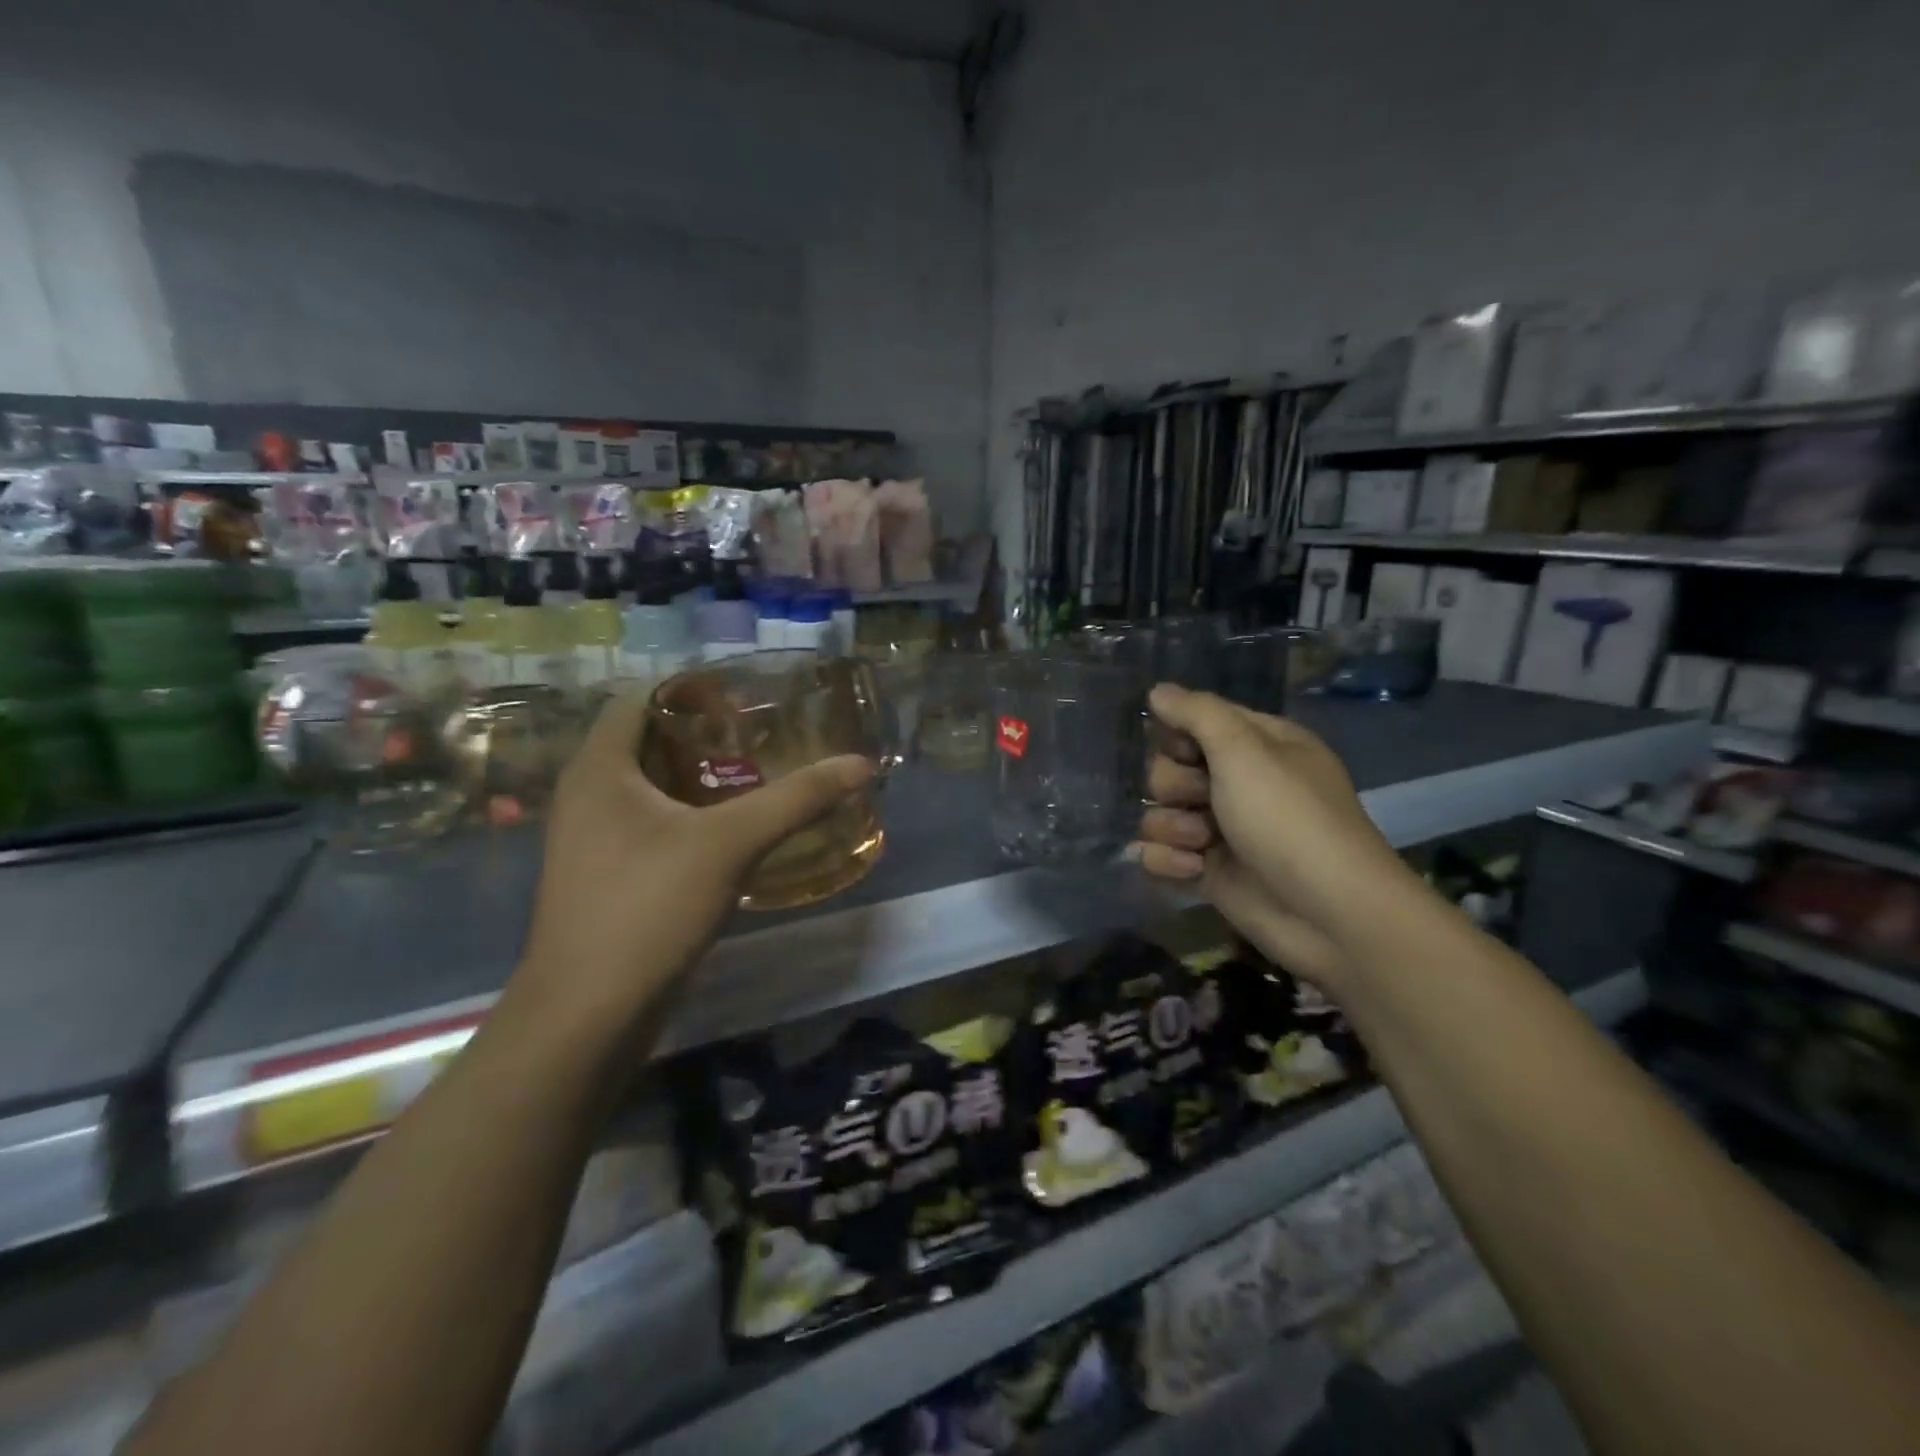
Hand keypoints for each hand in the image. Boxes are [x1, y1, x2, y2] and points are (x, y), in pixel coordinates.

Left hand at [512, 691, 873, 1028]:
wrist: (587, 1015)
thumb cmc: (647, 908)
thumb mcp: (730, 844)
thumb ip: (796, 800)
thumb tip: (860, 765)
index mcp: (600, 767)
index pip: (641, 698)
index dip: (692, 687)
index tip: (748, 694)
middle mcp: (588, 794)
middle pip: (650, 742)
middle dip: (707, 734)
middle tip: (766, 733)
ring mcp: (593, 839)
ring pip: (652, 788)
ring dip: (701, 778)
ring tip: (761, 774)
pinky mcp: (607, 877)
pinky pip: (652, 825)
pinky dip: (692, 817)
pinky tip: (736, 831)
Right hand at [1134, 684, 1417, 990]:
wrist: (1328, 913)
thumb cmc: (1288, 819)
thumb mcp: (1244, 750)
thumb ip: (1197, 713)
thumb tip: (1157, 690)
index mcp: (1258, 746)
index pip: (1197, 722)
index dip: (1181, 735)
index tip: (1186, 751)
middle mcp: (1239, 783)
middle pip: (1169, 767)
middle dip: (1174, 786)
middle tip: (1199, 801)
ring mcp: (1222, 829)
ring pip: (1160, 812)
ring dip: (1170, 827)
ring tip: (1200, 845)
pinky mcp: (1209, 871)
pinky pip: (1161, 853)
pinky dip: (1168, 860)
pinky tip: (1193, 870)